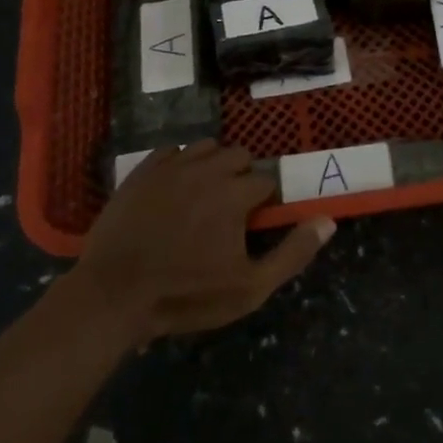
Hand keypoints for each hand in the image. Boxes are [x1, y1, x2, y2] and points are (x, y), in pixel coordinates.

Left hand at [72, 141, 333, 342]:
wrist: (114, 294)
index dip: (264, 202)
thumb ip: (292, 253)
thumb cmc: (186, 294)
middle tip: (229, 211)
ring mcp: (172, 166)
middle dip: (241, 177)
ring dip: (213, 165)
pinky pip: (172, 150)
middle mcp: (208, 169)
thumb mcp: (249, 288)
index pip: (266, 180)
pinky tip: (174, 189)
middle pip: (239, 156)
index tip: (253, 224)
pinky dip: (180, 163)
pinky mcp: (143, 170)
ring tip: (203, 196)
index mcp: (236, 193)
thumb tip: (328, 221)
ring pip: (206, 147)